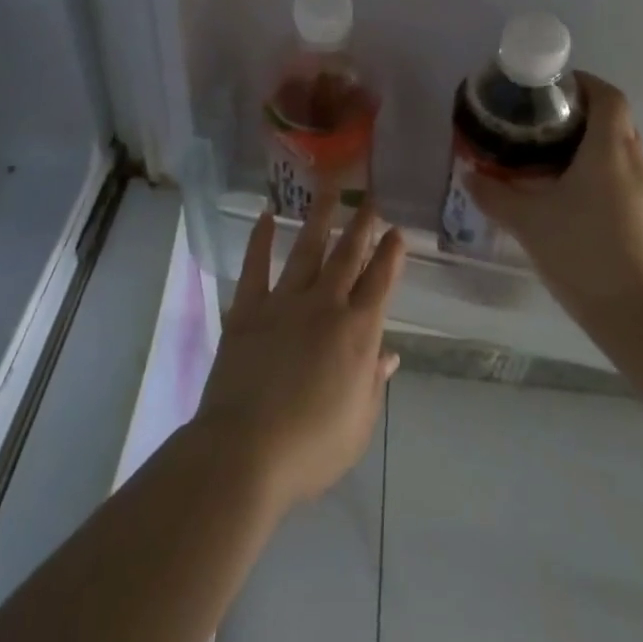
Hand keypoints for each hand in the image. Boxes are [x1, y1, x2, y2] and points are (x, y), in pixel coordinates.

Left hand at [192, 200, 404, 515]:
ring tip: (328, 190)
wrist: (245, 451)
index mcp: (357, 334)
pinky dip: (260, 240)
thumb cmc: (310, 449)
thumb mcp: (358, 425)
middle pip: (347, 257)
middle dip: (361, 226)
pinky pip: (256, 266)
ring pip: (307, 250)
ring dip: (319, 219)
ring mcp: (284, 302)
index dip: (391, 256)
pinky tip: (266, 217)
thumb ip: (373, 383)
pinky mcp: (248, 309)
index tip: (397, 231)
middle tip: (370, 200)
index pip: (380, 284)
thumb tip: (388, 354)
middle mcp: (324, 306)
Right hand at [466, 73, 642, 327]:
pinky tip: (572, 200)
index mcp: (610, 150)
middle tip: (540, 125)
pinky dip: (601, 174)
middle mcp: (637, 162)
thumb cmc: (583, 253)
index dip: (584, 83)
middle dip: (580, 115)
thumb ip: (494, 195)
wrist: (640, 317)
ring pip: (621, 151)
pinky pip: (626, 178)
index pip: (608, 96)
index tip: (552, 88)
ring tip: (550, 161)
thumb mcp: (528, 221)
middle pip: (615, 121)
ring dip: (590, 147)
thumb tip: (468, 175)